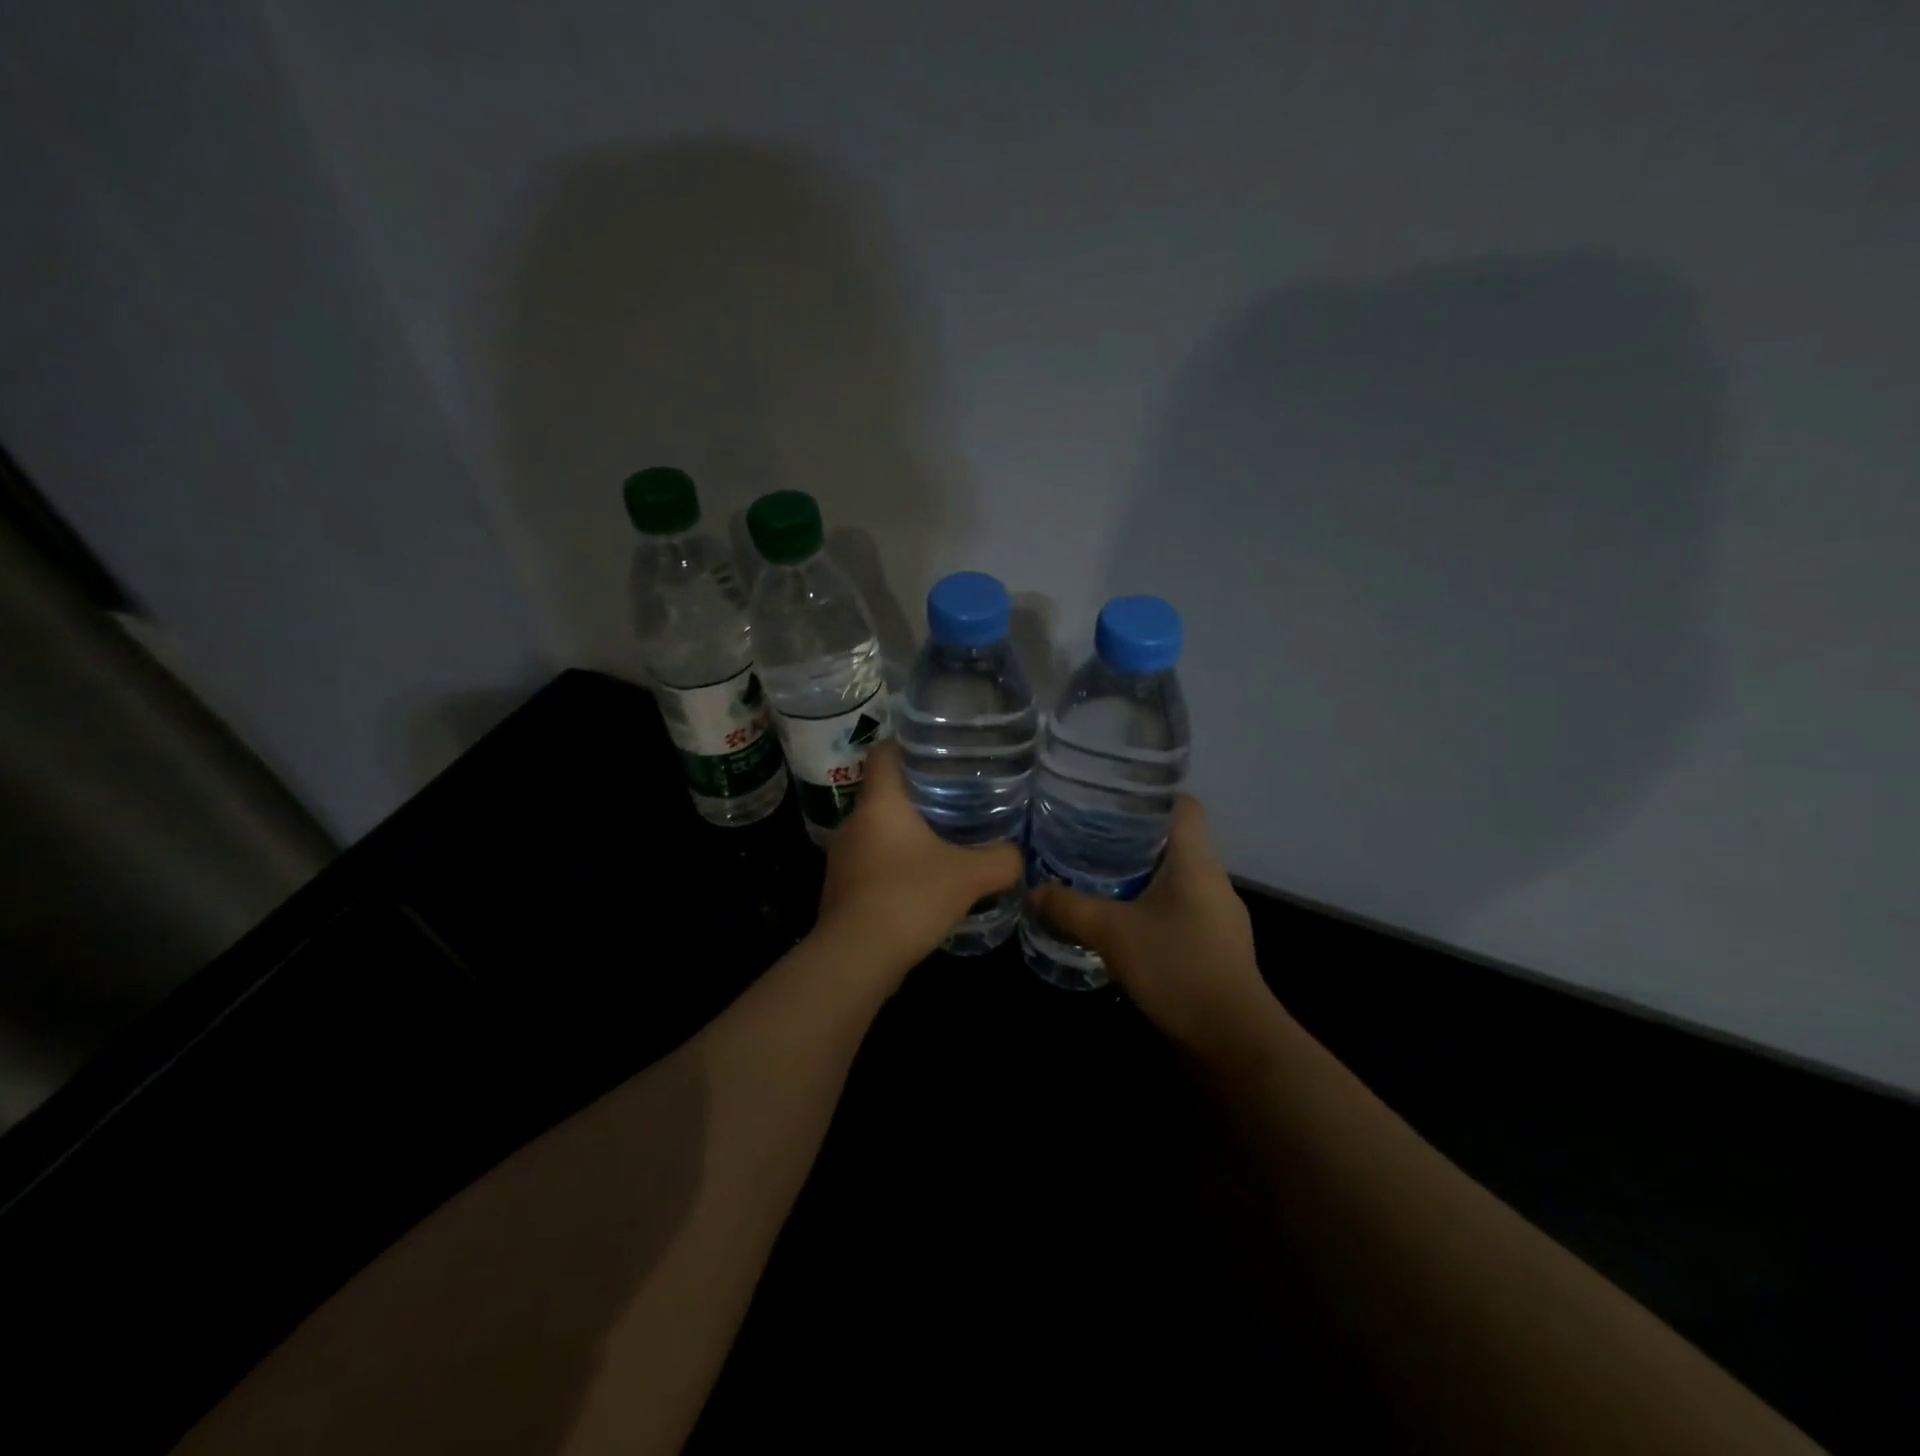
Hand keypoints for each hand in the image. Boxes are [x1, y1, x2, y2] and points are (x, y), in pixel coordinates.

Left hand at [815, 740, 1023, 975]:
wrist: (856, 959)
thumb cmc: (909, 898)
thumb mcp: (969, 876)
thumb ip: (1001, 860)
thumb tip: (1017, 855)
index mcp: (879, 803)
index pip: (883, 753)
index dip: (906, 745)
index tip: (936, 750)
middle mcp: (853, 823)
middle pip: (884, 794)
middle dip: (917, 795)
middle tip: (956, 798)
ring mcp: (842, 858)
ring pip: (877, 832)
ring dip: (905, 835)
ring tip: (943, 842)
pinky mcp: (841, 889)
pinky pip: (872, 864)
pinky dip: (894, 866)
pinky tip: (921, 883)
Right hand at [1026, 797, 1272, 1055]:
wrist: (1231, 1041)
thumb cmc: (1177, 967)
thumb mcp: (1112, 932)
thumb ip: (1069, 907)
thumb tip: (1032, 890)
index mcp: (1196, 861)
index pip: (1184, 805)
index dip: (1151, 795)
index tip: (1111, 799)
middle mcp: (1211, 881)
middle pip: (1174, 841)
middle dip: (1131, 838)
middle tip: (1086, 836)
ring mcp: (1217, 916)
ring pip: (1174, 879)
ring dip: (1139, 876)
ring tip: (1094, 876)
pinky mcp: (1213, 947)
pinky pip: (1178, 911)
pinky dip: (1149, 908)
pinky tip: (1119, 923)